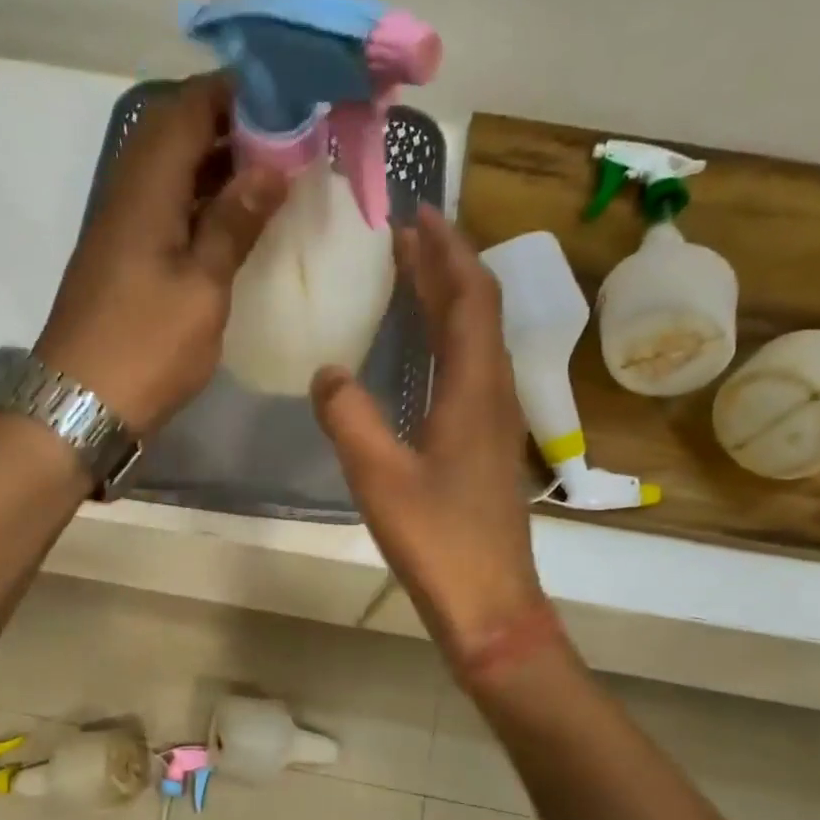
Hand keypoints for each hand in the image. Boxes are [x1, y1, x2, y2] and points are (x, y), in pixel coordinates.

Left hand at [36, 75, 286, 433]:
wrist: (80, 406)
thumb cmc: (146, 347)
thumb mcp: (202, 288)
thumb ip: (233, 224)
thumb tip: (271, 168)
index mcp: (145, 190)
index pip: (186, 109)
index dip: (233, 92)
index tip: (286, 96)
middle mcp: (128, 196)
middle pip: (175, 134)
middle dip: (230, 124)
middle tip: (288, 137)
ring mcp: (122, 229)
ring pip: (170, 172)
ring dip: (216, 164)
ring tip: (273, 172)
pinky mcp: (123, 260)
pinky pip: (165, 209)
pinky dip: (201, 202)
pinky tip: (235, 221)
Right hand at [312, 206, 549, 660]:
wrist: (490, 606)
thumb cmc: (439, 542)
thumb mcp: (381, 478)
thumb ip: (349, 418)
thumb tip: (326, 371)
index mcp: (476, 391)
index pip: (471, 297)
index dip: (448, 250)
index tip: (418, 213)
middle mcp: (492, 395)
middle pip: (476, 311)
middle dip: (445, 265)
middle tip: (406, 233)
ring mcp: (492, 422)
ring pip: (473, 342)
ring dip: (445, 301)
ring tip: (410, 275)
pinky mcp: (482, 447)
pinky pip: (466, 372)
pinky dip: (443, 342)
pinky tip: (417, 352)